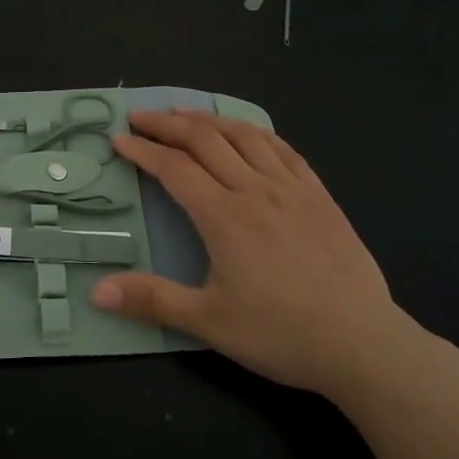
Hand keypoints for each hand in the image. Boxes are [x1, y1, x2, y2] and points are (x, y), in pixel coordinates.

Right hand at [93, 109, 420, 404]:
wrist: (363, 344)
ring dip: (209, 119)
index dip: (142, 150)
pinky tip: (248, 133)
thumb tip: (96, 292)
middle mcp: (256, 190)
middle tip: (139, 116)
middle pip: (205, 140)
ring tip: (184, 113)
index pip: (174, 168)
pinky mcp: (320, 197)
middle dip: (167, 123)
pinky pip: (285, 150)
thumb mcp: (209, 322)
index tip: (117, 139)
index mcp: (224, 217)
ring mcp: (292, 189)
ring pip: (245, 136)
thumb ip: (152, 300)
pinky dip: (257, 132)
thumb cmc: (281, 334)